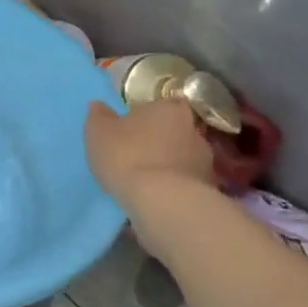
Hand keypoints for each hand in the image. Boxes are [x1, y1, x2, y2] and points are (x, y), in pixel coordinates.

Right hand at [84, 97, 214, 207]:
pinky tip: (158, 196)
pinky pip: (187, 182)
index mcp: (169, 108)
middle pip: (176, 130)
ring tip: (147, 179)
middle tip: (139, 152)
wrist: (162, 202)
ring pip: (183, 157)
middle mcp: (193, 129)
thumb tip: (98, 105)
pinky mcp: (209, 189)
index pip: (164, 104)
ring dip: (169, 164)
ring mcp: (205, 161)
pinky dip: (175, 185)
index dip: (150, 115)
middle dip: (161, 139)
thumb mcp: (98, 132)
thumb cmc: (127, 156)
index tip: (135, 126)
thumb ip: (99, 116)